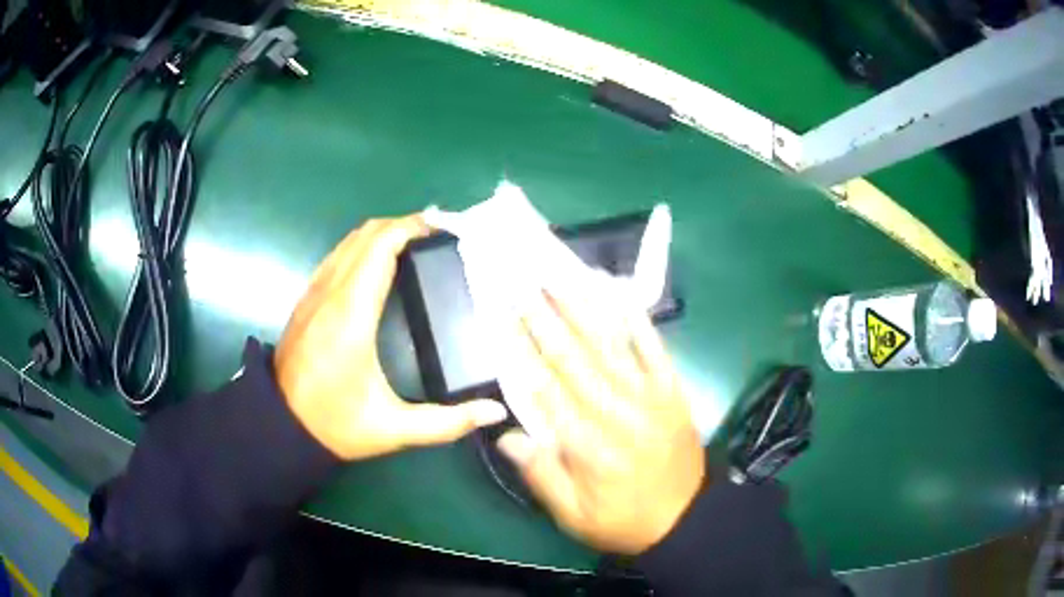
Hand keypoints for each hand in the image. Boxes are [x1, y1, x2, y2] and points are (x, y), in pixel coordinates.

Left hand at [275, 214, 506, 460]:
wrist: (279, 426)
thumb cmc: (334, 424)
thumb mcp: (393, 429)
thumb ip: (446, 423)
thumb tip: (494, 412)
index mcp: (351, 315)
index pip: (380, 247)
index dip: (412, 227)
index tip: (444, 228)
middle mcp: (330, 293)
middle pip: (366, 234)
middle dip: (403, 224)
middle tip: (439, 234)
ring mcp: (314, 292)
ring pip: (348, 241)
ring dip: (382, 232)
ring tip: (415, 242)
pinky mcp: (306, 299)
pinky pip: (337, 255)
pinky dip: (363, 246)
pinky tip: (380, 263)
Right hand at [498, 291, 704, 554]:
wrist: (685, 518)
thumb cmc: (622, 520)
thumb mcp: (573, 516)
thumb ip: (540, 475)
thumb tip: (505, 435)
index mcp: (589, 447)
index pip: (545, 389)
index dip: (521, 350)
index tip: (502, 318)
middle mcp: (618, 414)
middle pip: (574, 358)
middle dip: (545, 318)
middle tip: (523, 283)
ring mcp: (650, 397)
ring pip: (611, 345)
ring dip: (583, 308)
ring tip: (559, 277)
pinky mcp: (672, 391)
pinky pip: (655, 349)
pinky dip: (637, 320)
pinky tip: (618, 295)